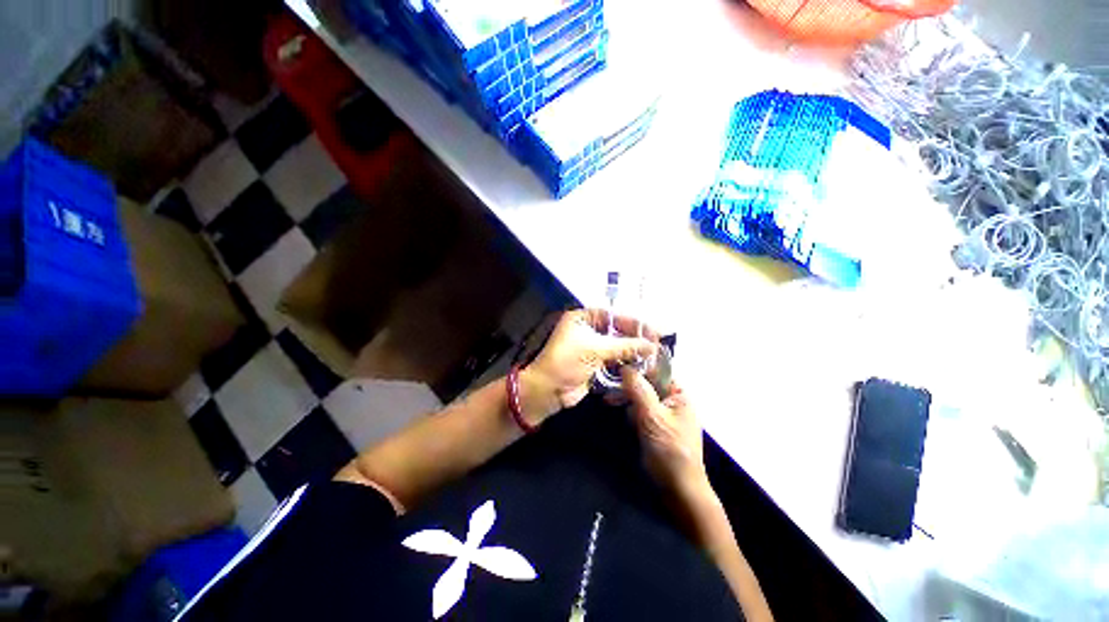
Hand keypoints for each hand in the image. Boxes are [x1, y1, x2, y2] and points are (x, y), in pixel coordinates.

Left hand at [522, 309, 658, 423]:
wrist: (548, 390)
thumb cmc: (567, 361)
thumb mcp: (596, 349)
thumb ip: (625, 346)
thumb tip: (651, 345)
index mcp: (583, 319)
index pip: (612, 315)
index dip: (633, 322)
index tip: (652, 330)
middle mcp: (588, 330)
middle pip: (616, 331)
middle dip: (635, 338)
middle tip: (657, 344)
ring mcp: (591, 348)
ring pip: (617, 347)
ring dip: (632, 352)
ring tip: (653, 356)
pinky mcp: (594, 365)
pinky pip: (614, 361)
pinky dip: (626, 363)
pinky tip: (641, 366)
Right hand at [621, 368, 707, 494]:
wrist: (677, 490)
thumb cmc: (670, 450)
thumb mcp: (653, 417)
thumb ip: (639, 390)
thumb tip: (626, 366)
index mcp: (679, 395)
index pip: (658, 371)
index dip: (639, 367)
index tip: (618, 365)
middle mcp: (671, 402)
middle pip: (647, 385)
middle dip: (629, 387)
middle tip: (609, 386)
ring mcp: (662, 415)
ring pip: (640, 399)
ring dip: (627, 400)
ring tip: (610, 401)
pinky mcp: (653, 427)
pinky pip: (639, 412)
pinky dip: (629, 412)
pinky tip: (618, 413)